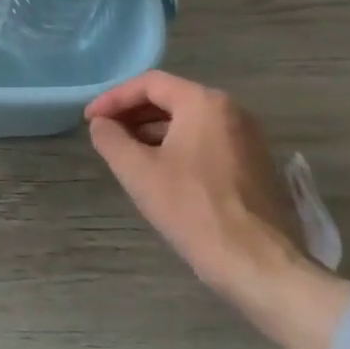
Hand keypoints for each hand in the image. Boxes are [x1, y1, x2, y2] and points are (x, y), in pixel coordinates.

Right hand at [86, 72, 349, 348]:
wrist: (259, 264)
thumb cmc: (193, 209)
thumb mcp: (138, 172)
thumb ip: (111, 139)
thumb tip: (101, 124)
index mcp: (204, 103)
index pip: (149, 84)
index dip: (113, 98)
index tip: (90, 119)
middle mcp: (232, 111)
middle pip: (171, 99)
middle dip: (133, 113)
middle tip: (104, 133)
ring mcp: (248, 138)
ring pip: (189, 121)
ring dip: (153, 131)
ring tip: (126, 153)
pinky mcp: (255, 165)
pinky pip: (207, 141)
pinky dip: (177, 146)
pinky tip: (160, 171)